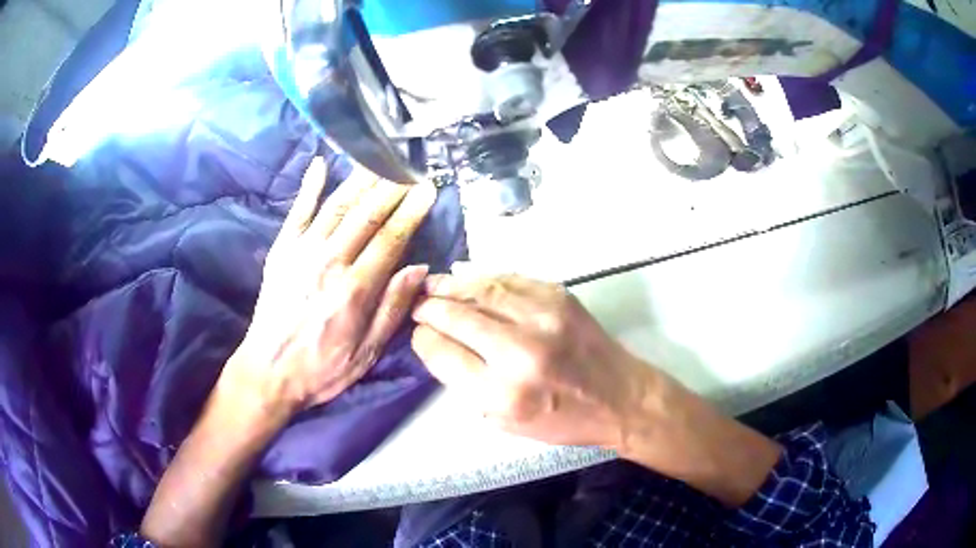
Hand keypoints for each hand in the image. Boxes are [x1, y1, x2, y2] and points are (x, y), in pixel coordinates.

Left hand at [226, 157, 435, 418]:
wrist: (268, 371)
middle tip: (410, 166)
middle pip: (367, 215)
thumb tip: (419, 268)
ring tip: (380, 158)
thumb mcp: (367, 352)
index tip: (428, 189)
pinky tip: (321, 163)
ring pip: (337, 206)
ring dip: (361, 180)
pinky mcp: (281, 251)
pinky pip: (298, 211)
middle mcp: (329, 262)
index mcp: (355, 289)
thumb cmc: (322, 368)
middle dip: (392, 187)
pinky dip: (309, 186)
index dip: (412, 211)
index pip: (391, 239)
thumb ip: (393, 308)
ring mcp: (301, 252)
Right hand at [410, 274, 648, 448]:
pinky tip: (466, 277)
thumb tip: (437, 342)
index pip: (442, 353)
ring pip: (480, 290)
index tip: (417, 332)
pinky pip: (509, 279)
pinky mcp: (559, 296)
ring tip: (433, 284)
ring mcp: (542, 318)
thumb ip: (467, 384)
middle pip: (456, 316)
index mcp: (502, 393)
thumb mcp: (505, 422)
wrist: (619, 396)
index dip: (422, 338)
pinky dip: (483, 277)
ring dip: (450, 285)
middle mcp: (520, 352)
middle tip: (417, 303)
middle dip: (429, 307)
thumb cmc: (562, 419)